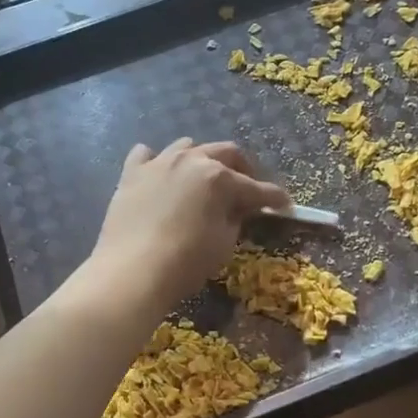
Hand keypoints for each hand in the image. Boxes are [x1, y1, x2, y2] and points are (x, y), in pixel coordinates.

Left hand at [84, 139, 289, 312]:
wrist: (132, 271)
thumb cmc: (185, 262)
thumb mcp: (224, 243)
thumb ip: (235, 218)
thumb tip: (238, 208)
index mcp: (219, 177)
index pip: (256, 187)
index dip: (274, 197)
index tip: (285, 204)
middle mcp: (191, 160)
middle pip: (225, 153)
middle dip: (242, 169)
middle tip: (248, 188)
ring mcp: (159, 162)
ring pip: (187, 146)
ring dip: (202, 159)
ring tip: (204, 178)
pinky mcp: (132, 173)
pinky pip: (147, 155)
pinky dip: (158, 162)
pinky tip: (161, 175)